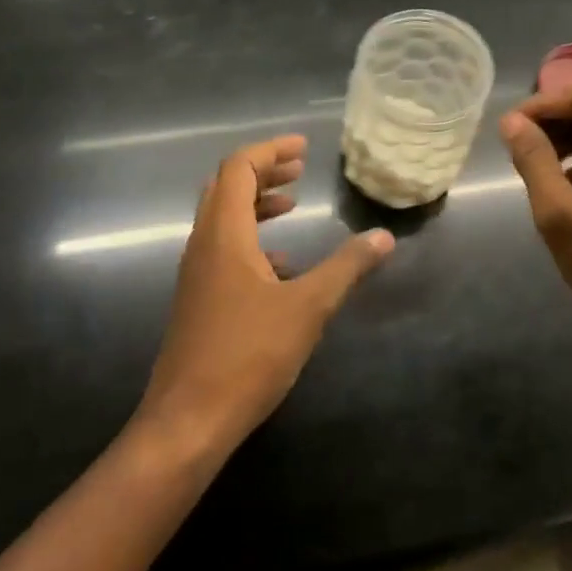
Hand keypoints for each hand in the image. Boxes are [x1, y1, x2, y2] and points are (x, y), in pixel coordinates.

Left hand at [138, 134, 394, 447]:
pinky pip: (223, 248)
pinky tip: (282, 265)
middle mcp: (203, 245)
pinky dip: (251, 238)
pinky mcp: (198, 299)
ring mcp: (197, 274)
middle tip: (299, 168)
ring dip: (256, 203)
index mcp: (225, 234)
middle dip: (263, 171)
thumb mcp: (308, 307)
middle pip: (225, 186)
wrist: (187, 422)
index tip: (304, 148)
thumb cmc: (247, 355)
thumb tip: (384, 237)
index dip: (270, 151)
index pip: (239, 169)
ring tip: (292, 205)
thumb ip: (347, 267)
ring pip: (222, 218)